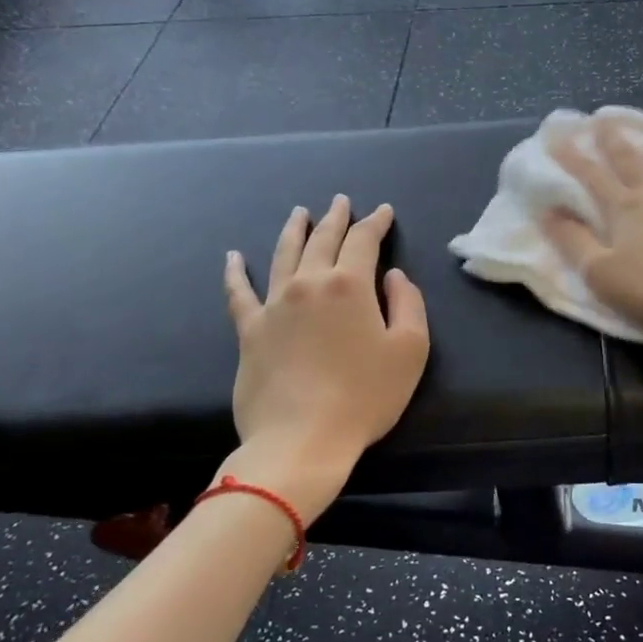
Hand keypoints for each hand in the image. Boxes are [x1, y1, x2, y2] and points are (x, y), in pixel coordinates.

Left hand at [221, 195, 429, 517]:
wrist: (302, 440)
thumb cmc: (365, 396)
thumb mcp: (410, 350)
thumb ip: (408, 304)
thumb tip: (393, 276)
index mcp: (349, 285)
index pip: (364, 241)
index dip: (375, 223)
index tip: (383, 211)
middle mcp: (308, 284)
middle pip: (322, 240)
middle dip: (336, 218)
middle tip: (341, 202)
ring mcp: (274, 305)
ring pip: (284, 255)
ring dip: (294, 230)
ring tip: (299, 213)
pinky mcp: (249, 330)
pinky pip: (239, 293)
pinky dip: (235, 272)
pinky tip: (233, 257)